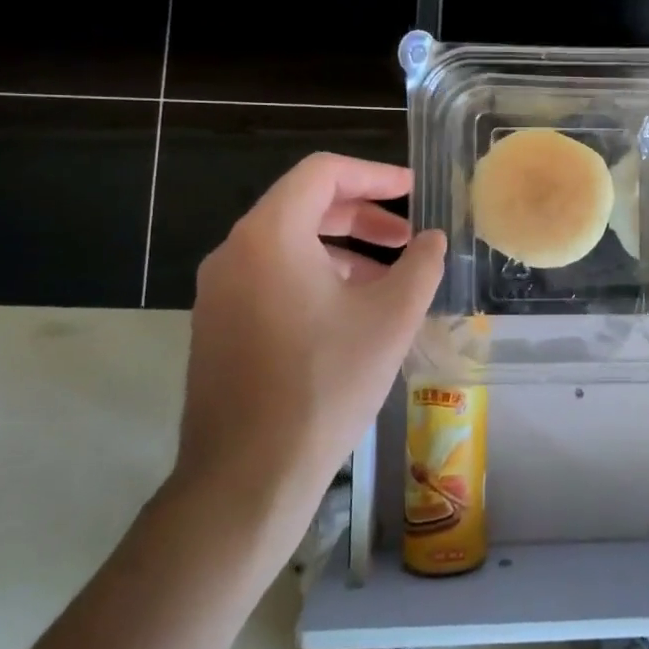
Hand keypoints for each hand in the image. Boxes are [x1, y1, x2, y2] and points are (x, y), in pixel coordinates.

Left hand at [174, 154, 445, 560]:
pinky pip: (271, 278)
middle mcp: (235, 251)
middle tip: (406, 238)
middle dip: (361, 215)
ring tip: (388, 279)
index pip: (323, 173)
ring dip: (341, 249)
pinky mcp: (217, 325)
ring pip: (287, 245)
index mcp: (271, 235)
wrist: (247, 476)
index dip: (374, 175)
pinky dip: (314, 277)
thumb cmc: (325, 384)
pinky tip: (350, 313)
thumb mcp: (391, 319)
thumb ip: (420, 266)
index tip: (412, 192)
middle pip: (303, 206)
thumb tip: (432, 241)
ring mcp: (219, 291)